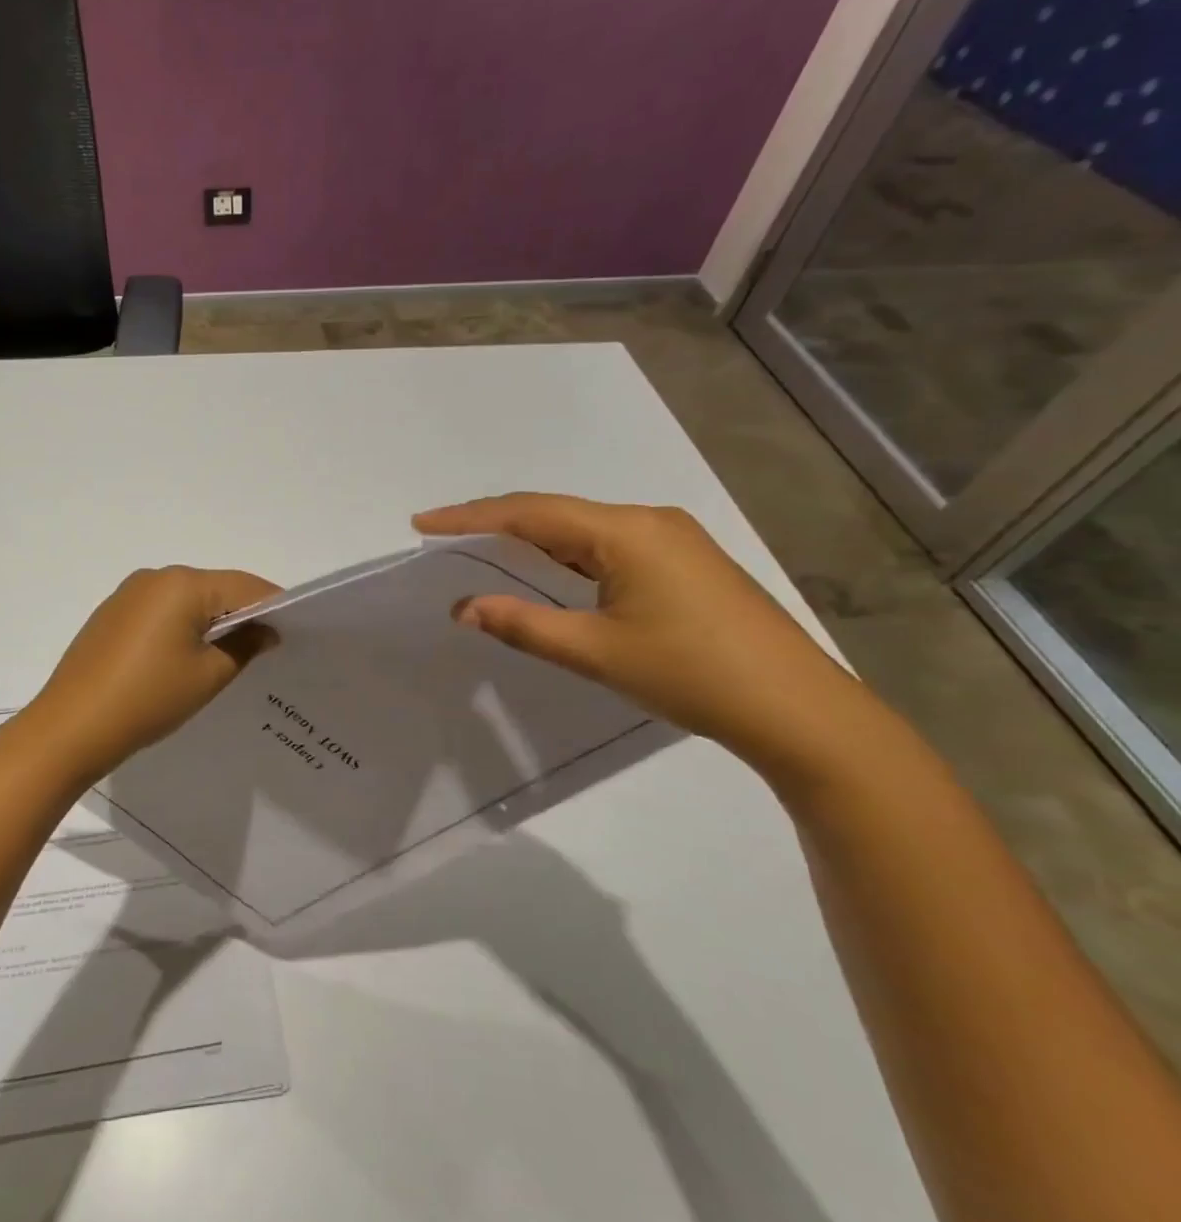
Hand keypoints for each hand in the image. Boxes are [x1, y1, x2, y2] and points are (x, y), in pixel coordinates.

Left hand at [22, 566, 279, 785]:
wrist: (71, 727)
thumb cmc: (148, 698)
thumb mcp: (208, 676)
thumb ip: (244, 646)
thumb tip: (265, 630)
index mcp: (183, 584)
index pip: (245, 586)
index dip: (274, 606)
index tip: (295, 630)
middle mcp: (155, 577)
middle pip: (215, 588)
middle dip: (242, 613)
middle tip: (267, 646)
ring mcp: (128, 594)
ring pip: (186, 600)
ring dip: (210, 620)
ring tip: (229, 655)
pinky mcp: (111, 614)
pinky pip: (160, 611)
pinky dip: (181, 627)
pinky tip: (185, 657)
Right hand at [414, 494, 887, 780]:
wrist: (798, 709)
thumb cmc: (691, 674)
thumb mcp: (595, 652)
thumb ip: (523, 625)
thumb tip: (464, 608)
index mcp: (626, 532)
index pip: (530, 513)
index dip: (472, 516)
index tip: (423, 522)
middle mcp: (649, 522)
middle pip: (556, 513)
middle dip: (496, 522)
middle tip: (444, 533)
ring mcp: (673, 540)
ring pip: (583, 529)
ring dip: (532, 538)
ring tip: (483, 549)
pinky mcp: (685, 563)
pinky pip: (608, 546)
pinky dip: (566, 554)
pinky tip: (548, 570)